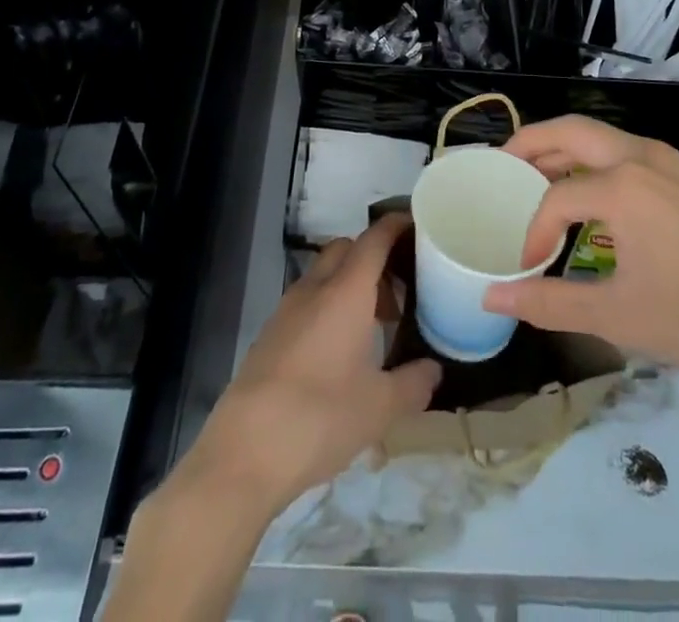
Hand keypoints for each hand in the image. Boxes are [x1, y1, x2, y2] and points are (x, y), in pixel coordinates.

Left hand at [182, 213, 440, 512]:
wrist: (244, 452)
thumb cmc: (320, 418)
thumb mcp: (380, 408)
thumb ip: (413, 383)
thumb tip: (433, 370)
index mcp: (346, 291)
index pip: (374, 240)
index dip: (396, 226)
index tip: (417, 226)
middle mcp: (315, 289)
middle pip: (346, 249)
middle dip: (373, 258)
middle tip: (399, 290)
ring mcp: (287, 310)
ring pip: (324, 275)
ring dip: (349, 285)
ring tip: (374, 326)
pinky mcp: (270, 335)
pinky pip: (307, 302)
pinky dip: (328, 308)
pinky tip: (340, 352)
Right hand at [484, 116, 678, 390]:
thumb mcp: (618, 316)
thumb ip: (549, 303)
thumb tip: (493, 298)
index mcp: (622, 186)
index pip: (556, 198)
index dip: (533, 232)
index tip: (526, 266)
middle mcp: (640, 156)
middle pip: (570, 131)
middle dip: (531, 143)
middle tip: (501, 165)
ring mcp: (666, 160)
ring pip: (598, 136)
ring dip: (562, 148)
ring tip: (534, 176)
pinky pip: (623, 150)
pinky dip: (591, 159)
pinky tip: (587, 193)